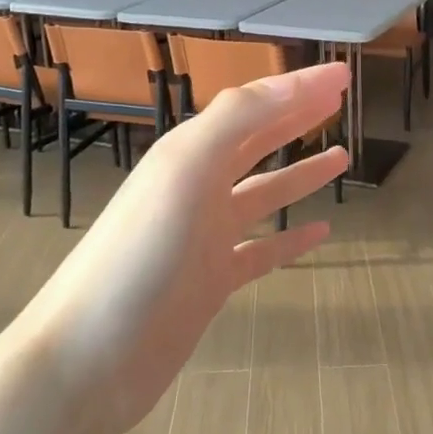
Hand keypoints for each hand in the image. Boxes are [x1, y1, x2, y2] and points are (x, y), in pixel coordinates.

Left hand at [28, 63, 350, 433]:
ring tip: (343, 156)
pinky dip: (291, 238)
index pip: (254, 106)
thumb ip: (237, 120)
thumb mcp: (186, 170)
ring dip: (300, 173)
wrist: (89, 358)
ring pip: (263, 194)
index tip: (344, 75)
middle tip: (341, 101)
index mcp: (191, 153)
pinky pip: (262, 250)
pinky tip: (321, 232)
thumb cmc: (139, 254)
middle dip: (298, 117)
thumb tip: (298, 82)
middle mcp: (199, 187)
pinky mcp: (212, 282)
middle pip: (257, 141)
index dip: (299, 87)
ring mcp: (206, 237)